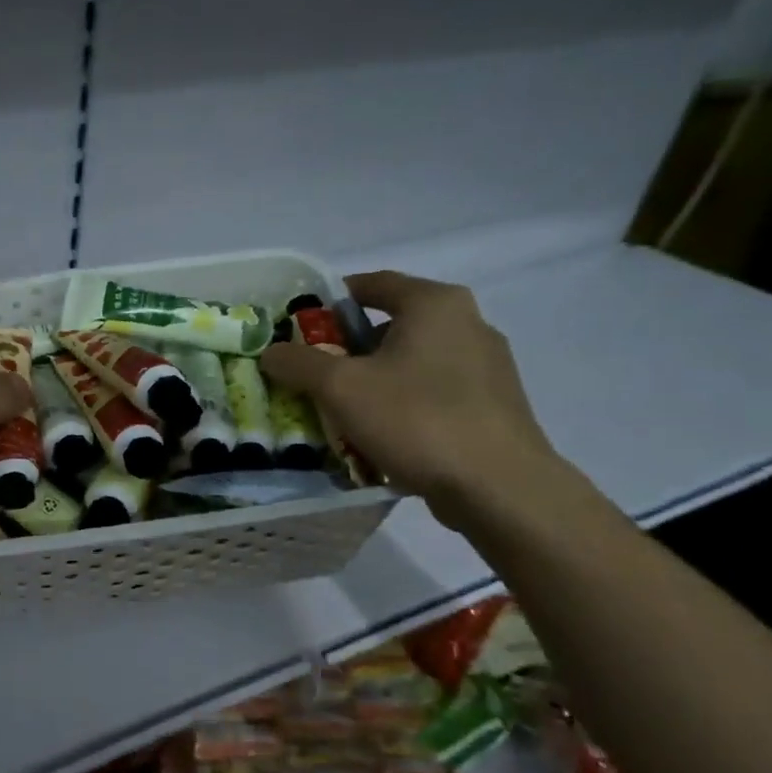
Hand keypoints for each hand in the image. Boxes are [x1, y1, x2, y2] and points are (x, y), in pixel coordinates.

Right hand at [261, 272, 564, 528]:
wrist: (500, 488)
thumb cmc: (416, 420)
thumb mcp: (340, 388)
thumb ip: (298, 363)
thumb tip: (271, 352)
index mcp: (435, 304)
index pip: (373, 284)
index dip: (329, 300)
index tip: (299, 326)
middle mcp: (468, 323)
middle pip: (391, 325)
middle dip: (347, 348)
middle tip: (312, 373)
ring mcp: (487, 366)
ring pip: (411, 361)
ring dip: (373, 379)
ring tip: (341, 410)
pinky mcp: (494, 404)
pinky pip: (433, 391)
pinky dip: (402, 403)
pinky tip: (382, 434)